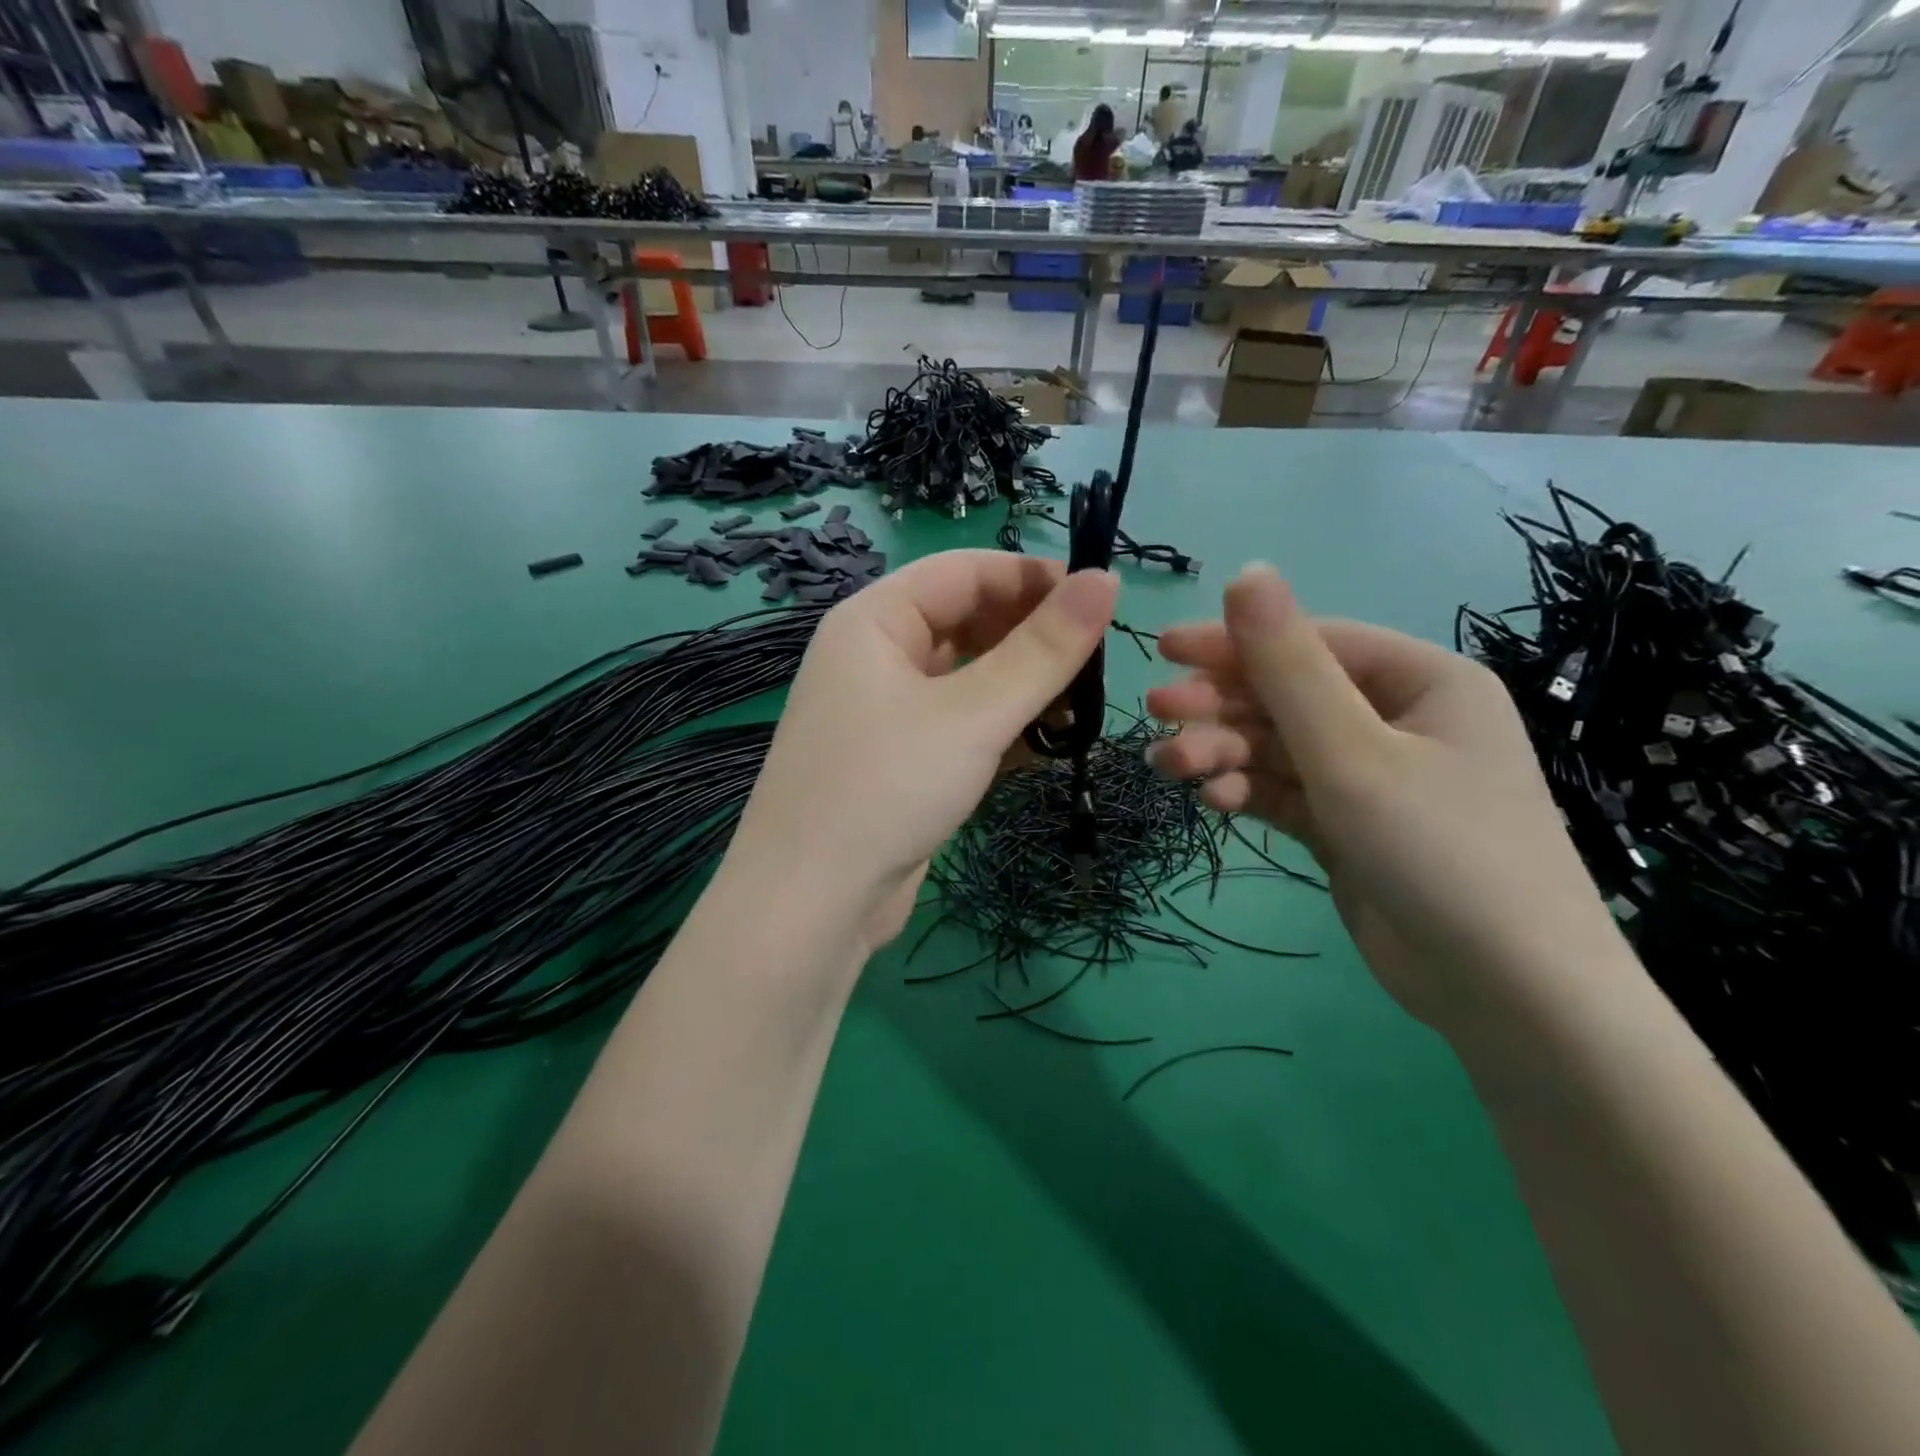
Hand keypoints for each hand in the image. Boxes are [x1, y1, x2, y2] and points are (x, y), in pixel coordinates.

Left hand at [731, 550, 1117, 954]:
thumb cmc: (887, 788)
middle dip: (1031, 636)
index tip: (1101, 600)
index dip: (1033, 578)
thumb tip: (1106, 580)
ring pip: (967, 676)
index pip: (965, 571)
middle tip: (1097, 662)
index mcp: (874, 620)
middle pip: (966, 621)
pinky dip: (1000, 726)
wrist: (811, 905)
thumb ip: (1043, 650)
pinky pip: (959, 722)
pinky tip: (1045, 744)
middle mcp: (874, 655)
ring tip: (1081, 706)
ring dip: (1022, 686)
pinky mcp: (899, 760)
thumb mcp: (973, 714)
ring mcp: (884, 711)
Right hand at [1146, 563, 1622, 1031]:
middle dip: (1223, 706)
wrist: (1508, 996)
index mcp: (1420, 681)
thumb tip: (1248, 570)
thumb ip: (1289, 666)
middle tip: (1159, 716)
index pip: (1311, 642)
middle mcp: (1397, 721)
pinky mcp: (1348, 826)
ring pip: (1279, 747)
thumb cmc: (1441, 851)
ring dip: (1226, 753)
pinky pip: (1286, 791)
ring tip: (1175, 767)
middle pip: (1289, 696)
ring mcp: (1371, 777)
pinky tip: (1217, 804)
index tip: (1163, 651)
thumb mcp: (1353, 752)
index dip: (1235, 642)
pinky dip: (1250, 792)